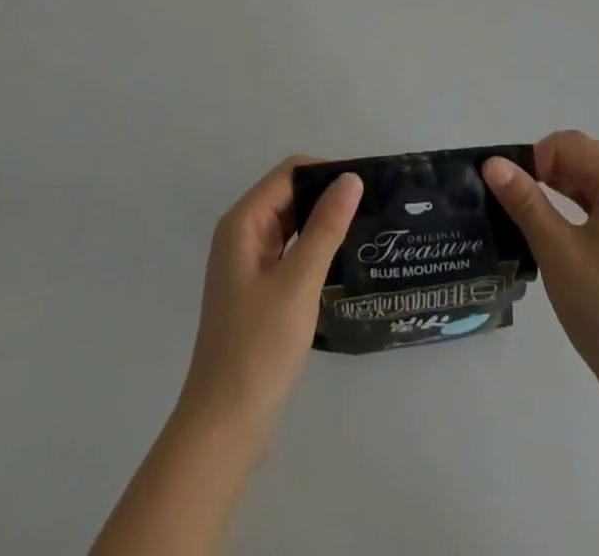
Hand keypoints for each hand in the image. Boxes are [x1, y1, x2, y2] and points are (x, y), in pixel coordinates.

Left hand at [177, 157, 363, 439]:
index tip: (366, 185)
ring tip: (366, 228)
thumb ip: (326, 227)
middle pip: (290, 195)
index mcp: (243, 223)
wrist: (225, 426)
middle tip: (373, 206)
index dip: (326, 172)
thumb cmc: (259, 347)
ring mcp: (248, 264)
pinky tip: (343, 260)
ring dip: (323, 223)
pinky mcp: (258, 291)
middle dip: (327, 196)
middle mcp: (242, 235)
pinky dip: (314, 249)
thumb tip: (350, 178)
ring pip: (292, 224)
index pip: (289, 173)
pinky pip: (290, 252)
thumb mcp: (298, 281)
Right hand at [483, 131, 598, 391]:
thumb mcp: (556, 248)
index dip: (535, 158)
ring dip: (552, 190)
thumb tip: (492, 163)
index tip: (510, 190)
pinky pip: (591, 208)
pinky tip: (545, 231)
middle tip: (512, 202)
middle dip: (542, 170)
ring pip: (583, 184)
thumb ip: (524, 201)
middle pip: (579, 159)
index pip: (569, 144)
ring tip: (521, 215)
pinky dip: (566, 209)